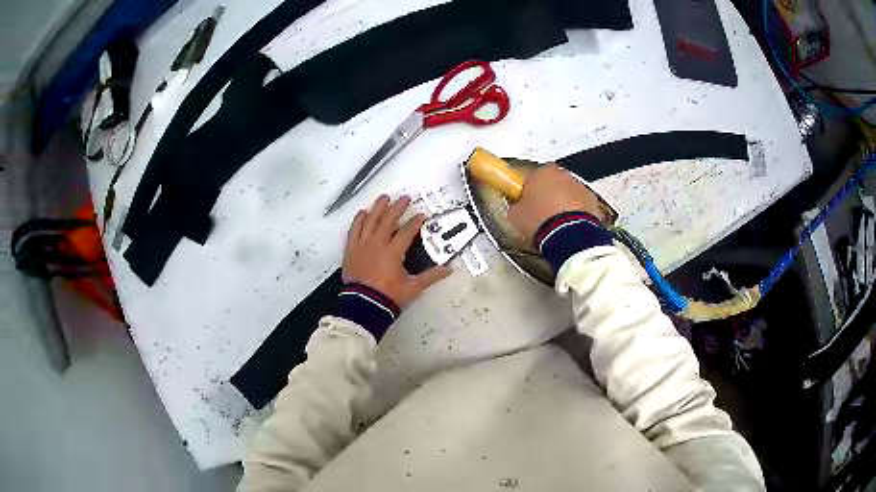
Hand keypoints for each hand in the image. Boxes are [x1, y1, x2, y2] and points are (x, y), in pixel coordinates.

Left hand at [343, 195, 451, 307]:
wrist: (363, 306)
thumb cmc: (388, 296)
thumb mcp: (413, 287)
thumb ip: (431, 276)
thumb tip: (449, 270)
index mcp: (393, 251)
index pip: (407, 231)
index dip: (415, 222)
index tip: (422, 215)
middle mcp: (377, 243)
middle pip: (388, 220)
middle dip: (397, 208)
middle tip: (404, 198)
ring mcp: (362, 245)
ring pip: (370, 221)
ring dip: (378, 208)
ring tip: (384, 198)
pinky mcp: (351, 250)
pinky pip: (354, 230)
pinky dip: (358, 220)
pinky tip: (362, 212)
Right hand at [508, 164, 607, 243]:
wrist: (568, 236)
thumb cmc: (542, 221)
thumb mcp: (515, 216)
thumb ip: (515, 207)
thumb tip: (516, 209)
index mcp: (541, 171)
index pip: (530, 176)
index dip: (526, 190)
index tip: (523, 201)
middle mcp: (562, 175)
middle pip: (551, 183)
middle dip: (546, 195)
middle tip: (538, 214)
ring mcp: (579, 188)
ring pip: (567, 194)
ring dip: (561, 204)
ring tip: (553, 225)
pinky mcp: (592, 202)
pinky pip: (580, 206)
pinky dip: (575, 214)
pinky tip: (567, 228)